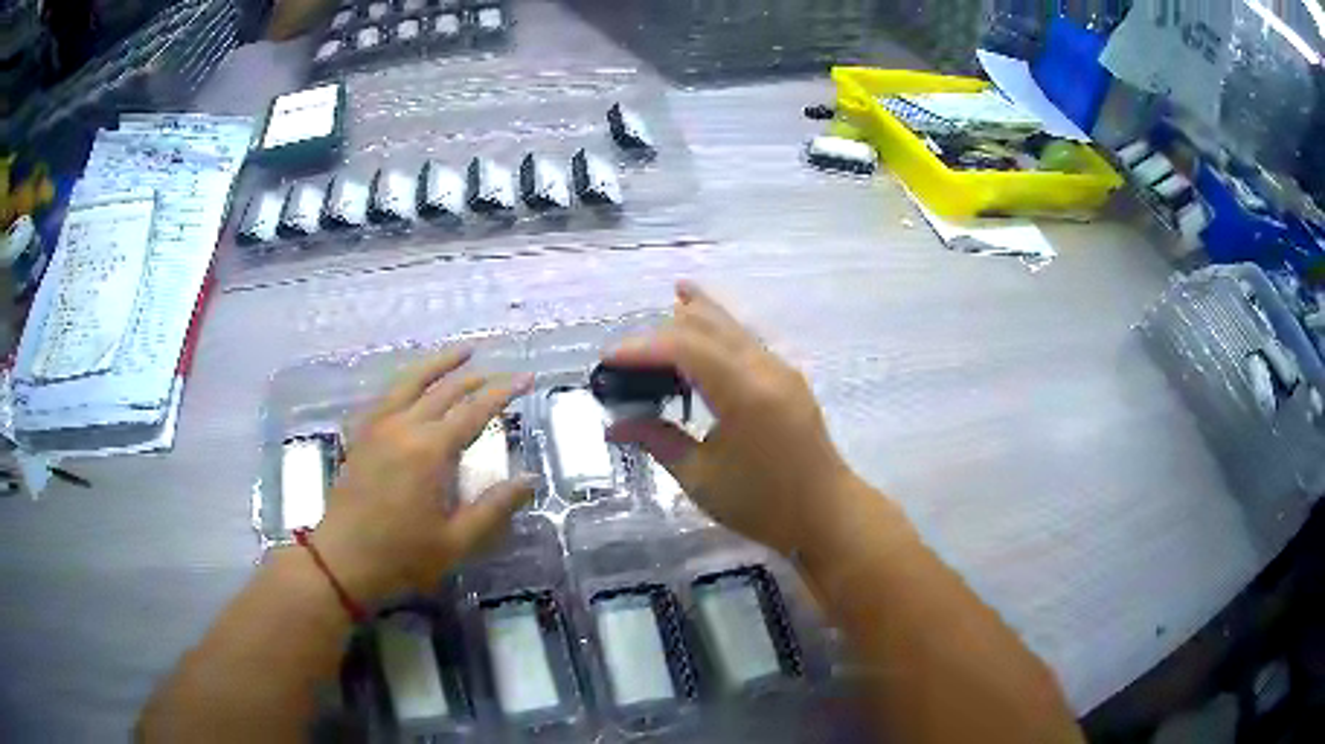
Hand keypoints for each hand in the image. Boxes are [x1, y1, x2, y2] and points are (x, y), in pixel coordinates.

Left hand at [309, 348, 535, 604]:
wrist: (343, 561)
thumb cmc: (402, 555)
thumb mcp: (457, 540)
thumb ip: (495, 507)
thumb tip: (530, 479)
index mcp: (430, 451)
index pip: (474, 410)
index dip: (503, 391)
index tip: (527, 378)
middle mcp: (404, 427)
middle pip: (445, 390)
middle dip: (477, 377)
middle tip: (503, 371)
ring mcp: (378, 427)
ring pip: (411, 381)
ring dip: (439, 364)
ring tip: (463, 352)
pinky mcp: (362, 435)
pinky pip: (386, 396)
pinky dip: (406, 381)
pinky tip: (413, 383)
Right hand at [605, 281, 861, 555]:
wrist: (827, 513)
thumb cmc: (763, 504)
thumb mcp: (701, 479)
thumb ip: (658, 441)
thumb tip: (616, 423)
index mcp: (745, 393)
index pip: (685, 347)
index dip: (642, 348)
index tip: (607, 360)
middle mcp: (765, 368)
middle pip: (709, 325)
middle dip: (664, 330)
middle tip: (627, 355)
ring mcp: (780, 369)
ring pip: (731, 326)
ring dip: (696, 317)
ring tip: (669, 299)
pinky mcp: (787, 377)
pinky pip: (745, 340)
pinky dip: (718, 329)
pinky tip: (704, 323)